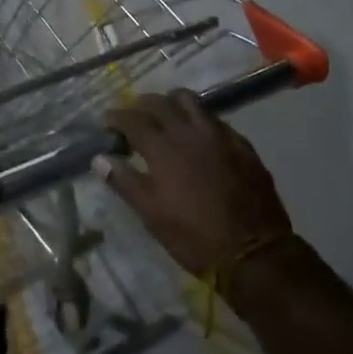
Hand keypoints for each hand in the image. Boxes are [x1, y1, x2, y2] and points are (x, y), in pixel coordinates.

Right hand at [96, 91, 291, 276]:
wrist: (253, 251)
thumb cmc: (194, 237)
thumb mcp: (152, 215)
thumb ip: (125, 182)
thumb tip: (100, 158)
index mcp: (164, 149)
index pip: (133, 120)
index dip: (117, 117)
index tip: (107, 121)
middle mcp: (190, 132)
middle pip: (161, 103)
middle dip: (142, 104)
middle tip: (133, 115)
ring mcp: (219, 135)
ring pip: (191, 102)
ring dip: (172, 102)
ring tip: (165, 115)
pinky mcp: (241, 144)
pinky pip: (215, 119)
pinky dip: (199, 118)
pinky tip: (198, 134)